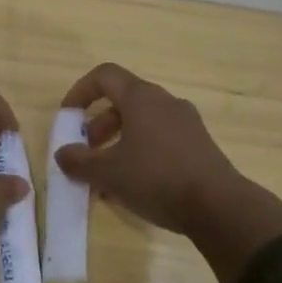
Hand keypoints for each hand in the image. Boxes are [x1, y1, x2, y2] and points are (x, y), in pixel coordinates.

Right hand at [56, 63, 281, 282]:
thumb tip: (62, 153)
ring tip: (106, 176)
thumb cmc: (156, 178)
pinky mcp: (199, 146)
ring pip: (142, 123)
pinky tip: (134, 186)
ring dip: (118, 142)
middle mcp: (165, 102)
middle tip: (87, 151)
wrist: (219, 207)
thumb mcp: (108, 173)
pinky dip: (140, 153)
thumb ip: (79, 161)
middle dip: (98, 125)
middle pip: (123, 101)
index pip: (104, 75)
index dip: (81, 91)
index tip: (68, 116)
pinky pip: (161, 139)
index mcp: (141, 98)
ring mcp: (186, 123)